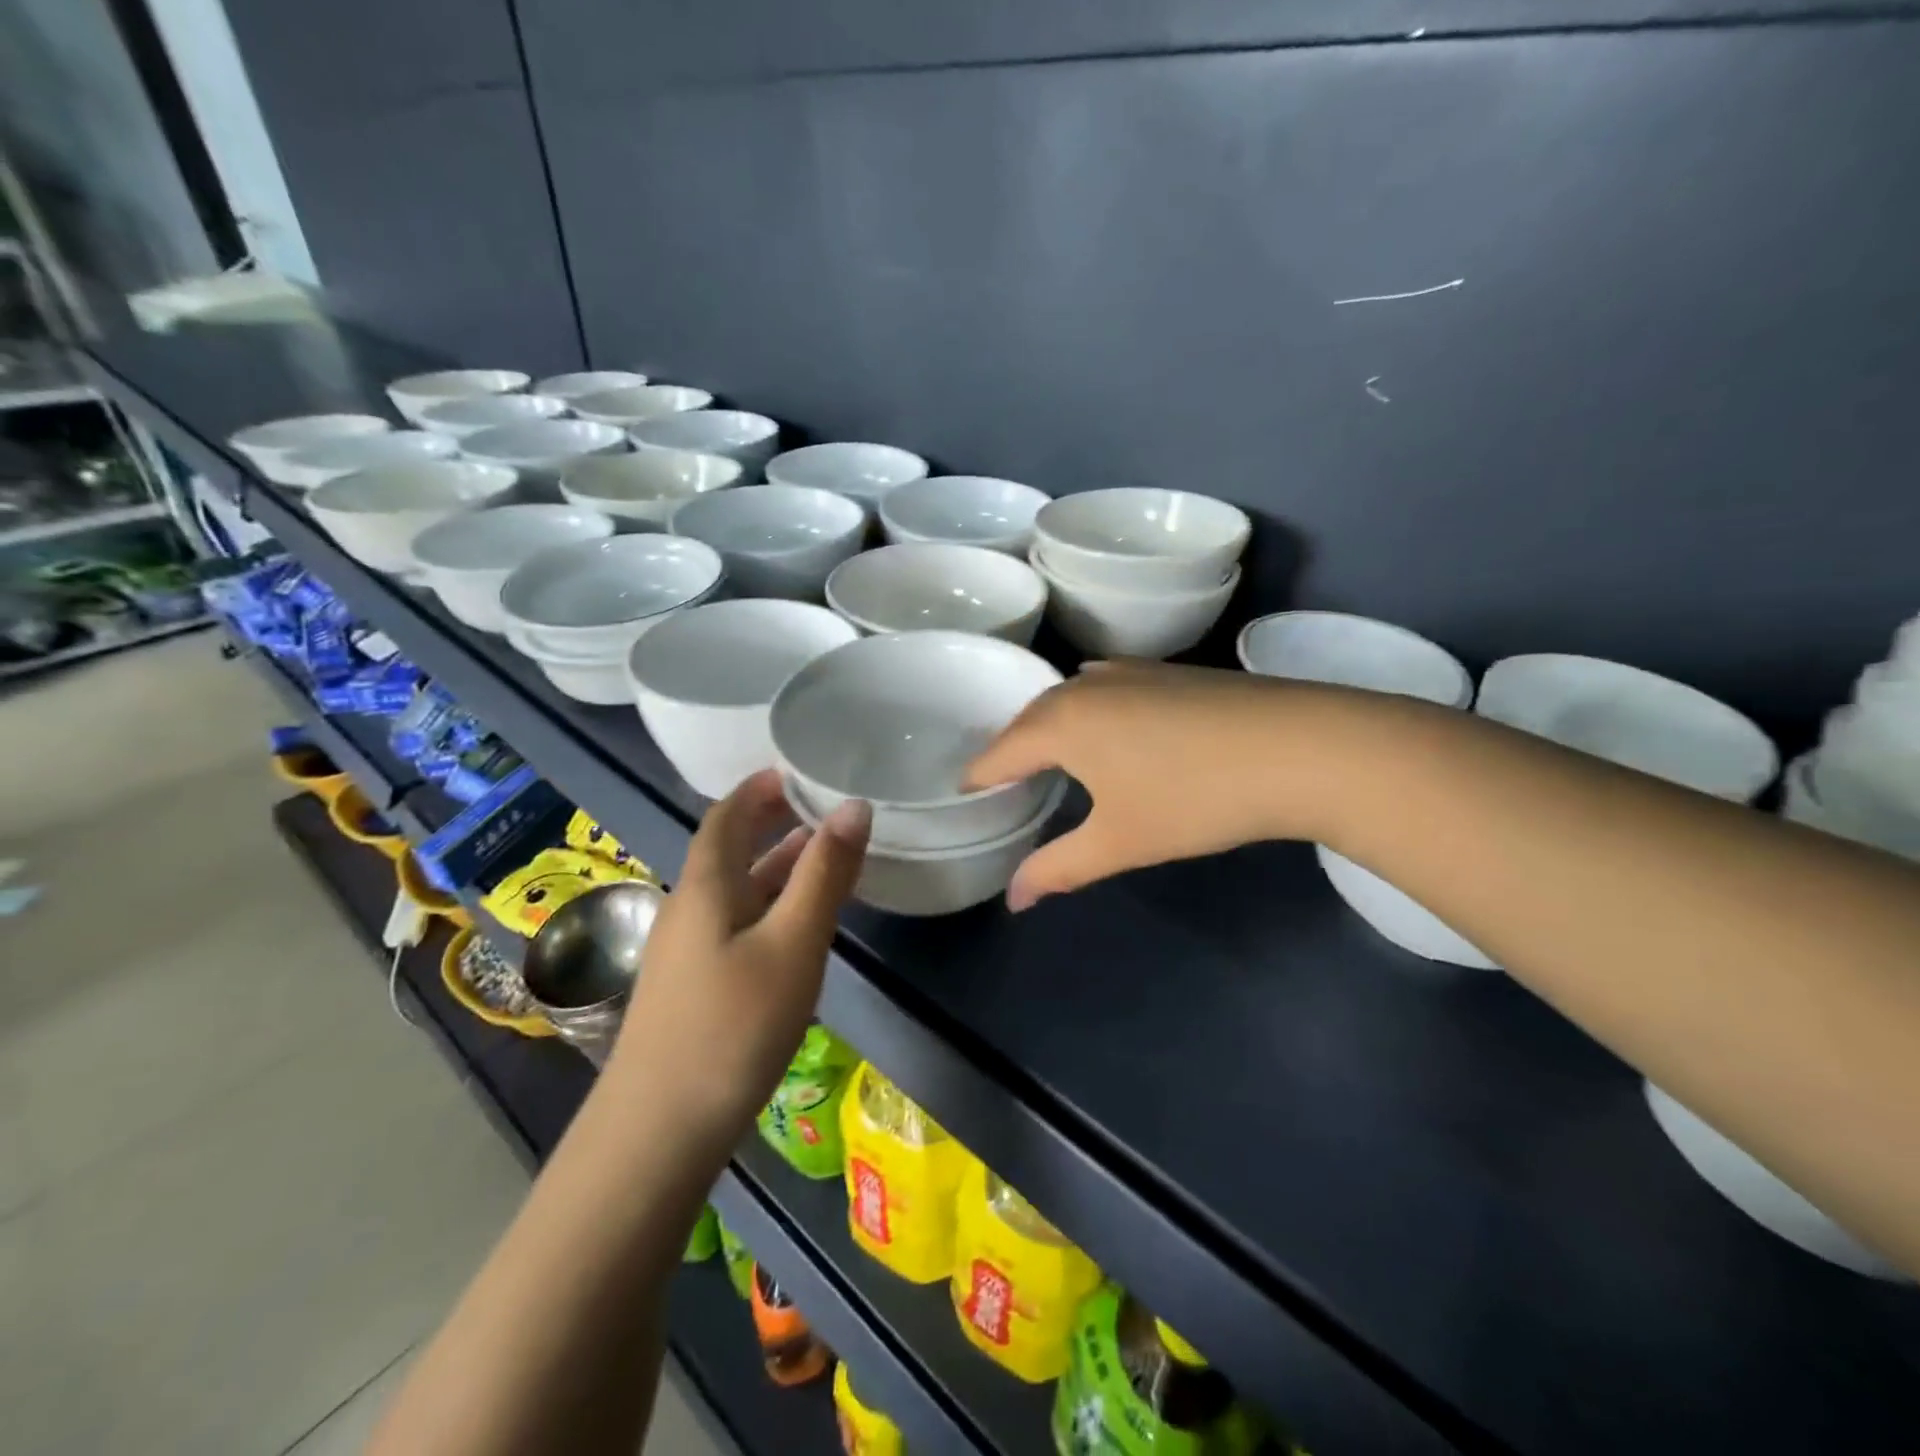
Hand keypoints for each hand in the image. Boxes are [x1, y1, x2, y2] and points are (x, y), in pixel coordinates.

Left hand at [606, 769, 868, 1150]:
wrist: (658, 1134)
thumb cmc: (733, 1025)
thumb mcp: (793, 942)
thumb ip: (825, 873)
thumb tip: (854, 806)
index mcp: (706, 885)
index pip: (727, 815)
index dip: (759, 788)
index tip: (798, 769)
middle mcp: (690, 908)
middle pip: (730, 850)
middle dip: (773, 823)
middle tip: (822, 808)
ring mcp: (688, 952)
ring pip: (737, 891)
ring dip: (777, 868)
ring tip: (825, 857)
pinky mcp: (695, 989)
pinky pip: (738, 925)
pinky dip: (772, 907)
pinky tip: (798, 929)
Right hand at [964, 662, 1332, 910]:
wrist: (1301, 747)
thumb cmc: (1195, 798)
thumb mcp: (1120, 842)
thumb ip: (1057, 869)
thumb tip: (1013, 900)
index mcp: (1061, 722)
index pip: (999, 752)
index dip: (978, 779)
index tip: (965, 800)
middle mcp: (1085, 685)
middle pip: (1028, 718)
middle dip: (1010, 751)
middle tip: (1002, 785)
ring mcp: (1129, 671)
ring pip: (1068, 698)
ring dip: (1049, 727)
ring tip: (1048, 759)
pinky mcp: (1167, 671)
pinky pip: (1103, 689)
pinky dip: (1087, 713)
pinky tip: (1108, 733)